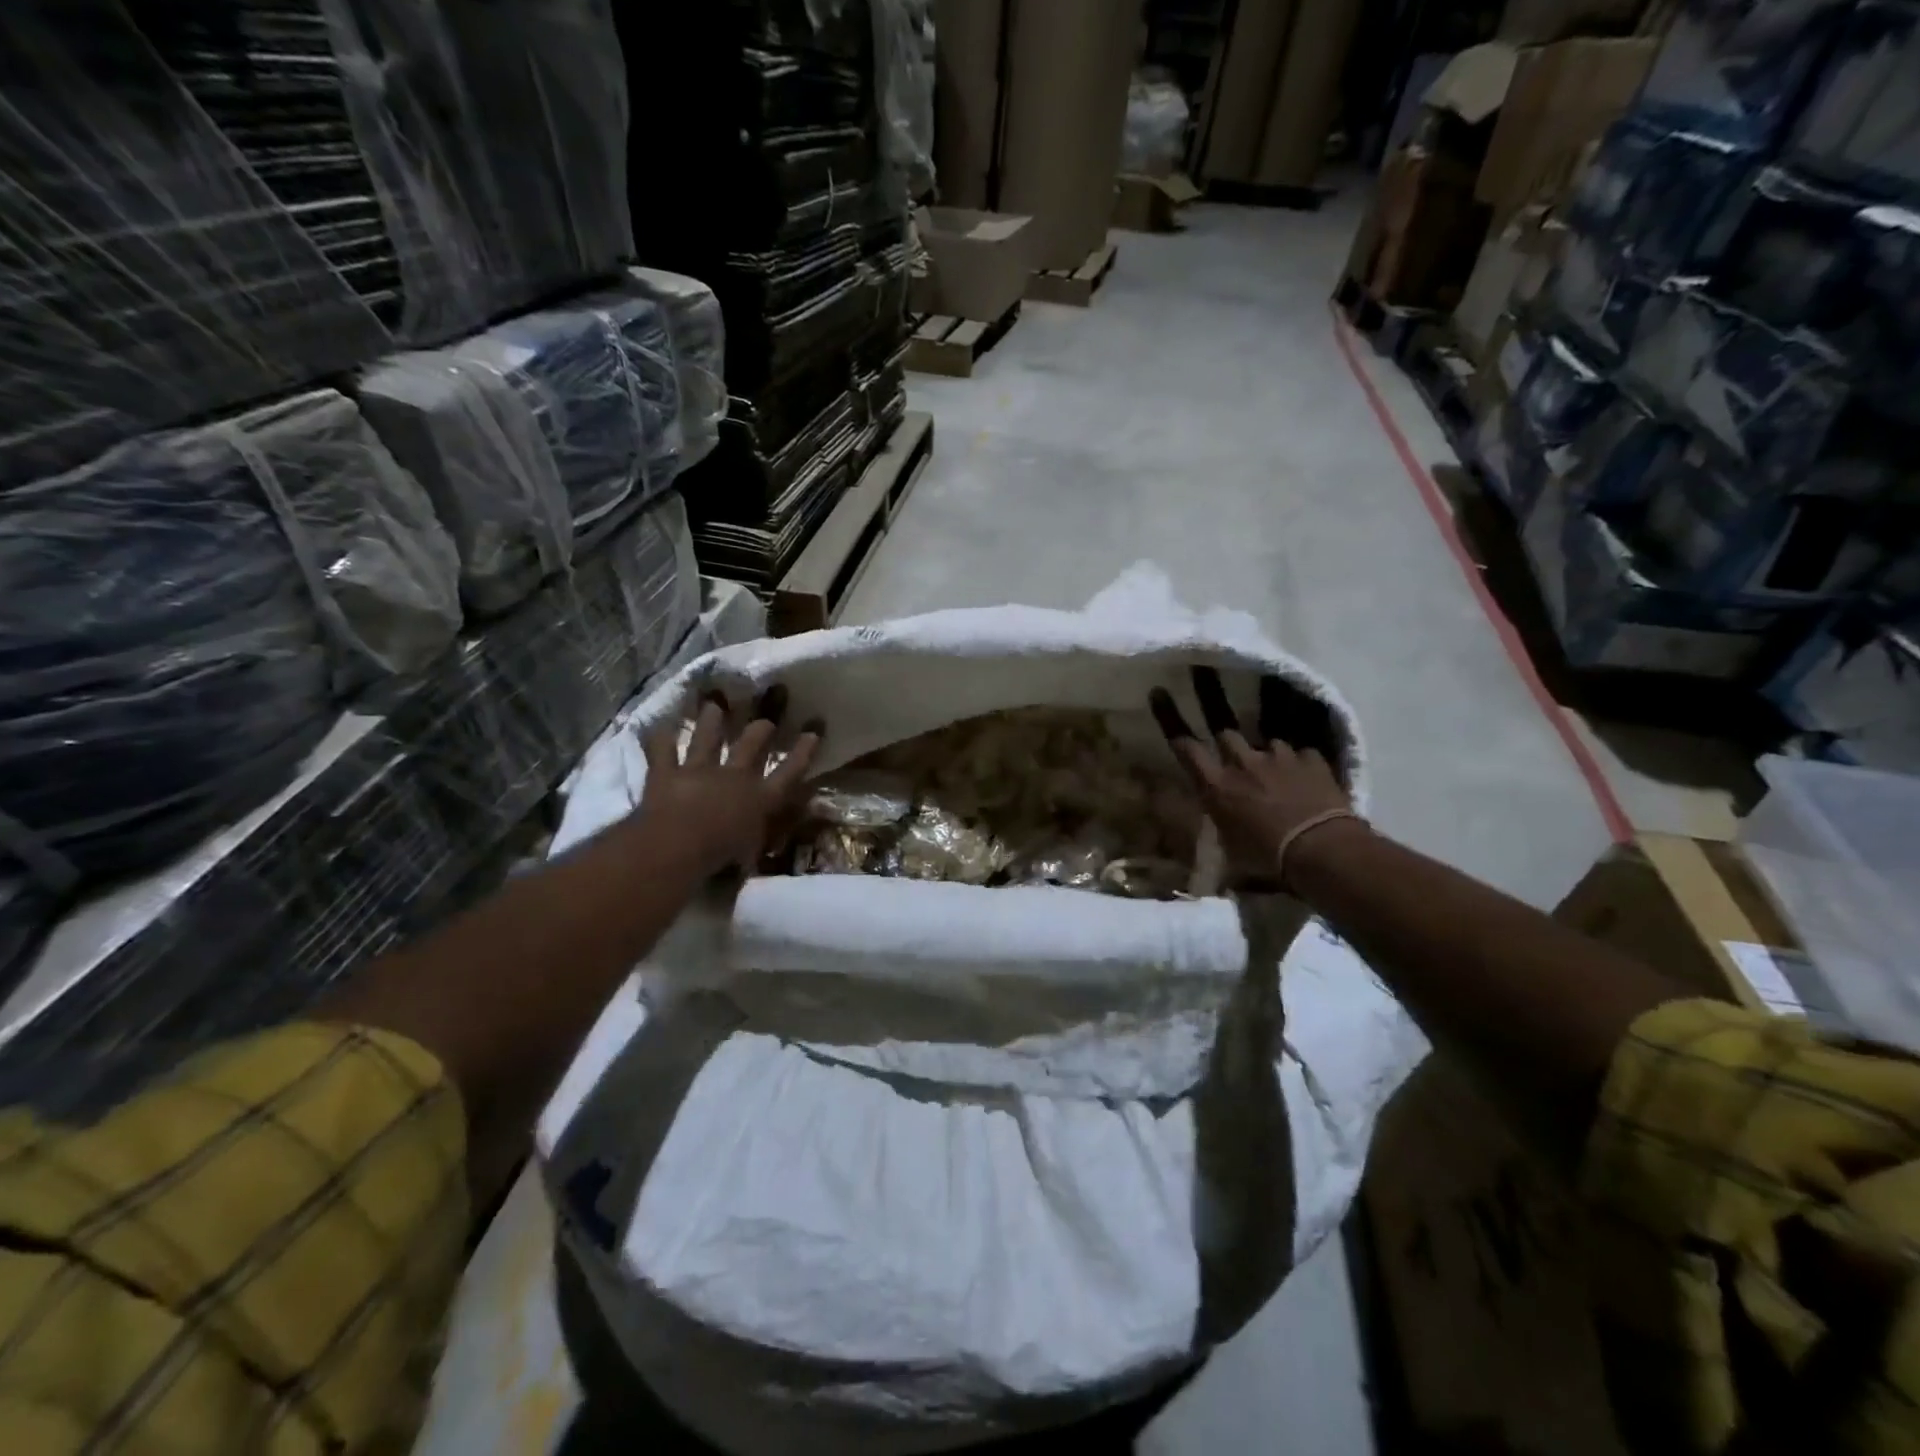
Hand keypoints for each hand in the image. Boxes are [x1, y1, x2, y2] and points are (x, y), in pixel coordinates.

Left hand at [639, 685, 823, 874]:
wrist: (676, 848)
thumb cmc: (719, 861)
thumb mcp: (749, 858)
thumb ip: (755, 847)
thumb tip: (762, 850)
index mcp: (759, 799)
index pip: (788, 773)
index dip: (802, 753)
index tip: (812, 733)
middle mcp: (733, 778)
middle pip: (751, 746)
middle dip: (760, 731)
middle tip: (765, 721)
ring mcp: (699, 772)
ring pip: (706, 738)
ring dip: (711, 721)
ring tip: (714, 705)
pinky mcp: (666, 774)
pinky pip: (661, 750)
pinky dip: (659, 737)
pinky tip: (658, 725)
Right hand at [1150, 666, 1355, 885]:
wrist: (1322, 853)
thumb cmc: (1268, 862)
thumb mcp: (1231, 857)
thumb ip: (1220, 840)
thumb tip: (1212, 859)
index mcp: (1216, 787)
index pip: (1185, 745)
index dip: (1170, 717)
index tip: (1159, 691)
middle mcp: (1243, 764)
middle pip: (1223, 725)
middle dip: (1211, 695)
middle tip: (1203, 669)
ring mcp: (1279, 757)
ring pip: (1265, 738)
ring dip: (1263, 745)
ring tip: (1269, 746)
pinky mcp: (1312, 760)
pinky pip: (1302, 749)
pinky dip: (1299, 756)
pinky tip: (1306, 762)